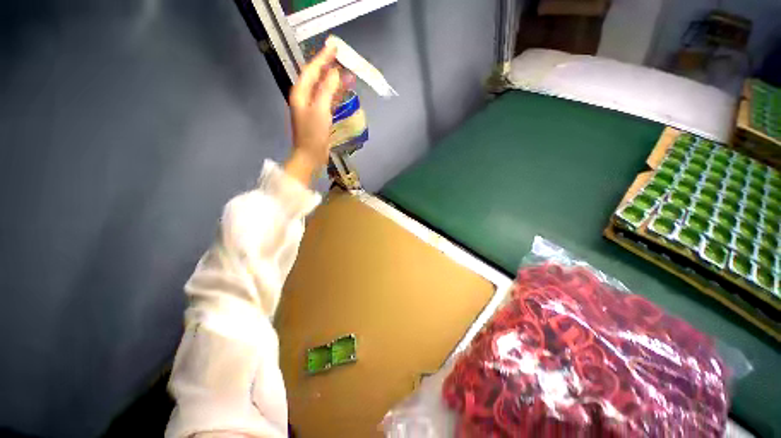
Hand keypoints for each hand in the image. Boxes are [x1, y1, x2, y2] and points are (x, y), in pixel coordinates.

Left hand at [284, 39, 341, 186]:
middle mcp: (305, 96)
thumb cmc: (313, 134)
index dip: (323, 58)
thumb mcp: (320, 110)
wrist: (310, 156)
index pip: (312, 69)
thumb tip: (335, 73)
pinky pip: (328, 100)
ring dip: (336, 82)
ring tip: (350, 75)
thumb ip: (327, 89)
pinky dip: (336, 94)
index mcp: (300, 92)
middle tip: (345, 60)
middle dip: (331, 68)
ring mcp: (312, 107)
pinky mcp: (319, 116)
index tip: (334, 47)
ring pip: (325, 88)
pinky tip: (345, 91)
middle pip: (318, 77)